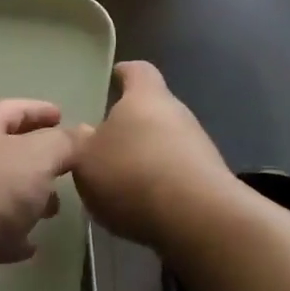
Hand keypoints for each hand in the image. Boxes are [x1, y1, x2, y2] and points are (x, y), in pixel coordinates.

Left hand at [0, 99, 82, 290]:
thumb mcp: (36, 159)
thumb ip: (64, 144)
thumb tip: (84, 132)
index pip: (13, 109)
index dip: (40, 111)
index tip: (63, 115)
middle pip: (3, 150)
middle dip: (37, 160)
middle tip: (67, 170)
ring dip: (25, 199)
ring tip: (54, 211)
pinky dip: (9, 233)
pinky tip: (28, 247)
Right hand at [72, 61, 233, 251]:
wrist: (197, 219)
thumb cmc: (132, 173)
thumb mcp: (85, 159)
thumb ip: (80, 143)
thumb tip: (85, 133)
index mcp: (145, 97)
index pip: (138, 71)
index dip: (124, 72)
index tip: (114, 77)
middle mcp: (177, 113)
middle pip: (152, 109)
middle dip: (130, 124)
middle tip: (105, 143)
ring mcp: (198, 146)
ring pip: (165, 142)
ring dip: (145, 156)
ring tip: (120, 182)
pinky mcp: (209, 179)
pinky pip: (177, 172)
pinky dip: (160, 183)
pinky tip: (143, 206)